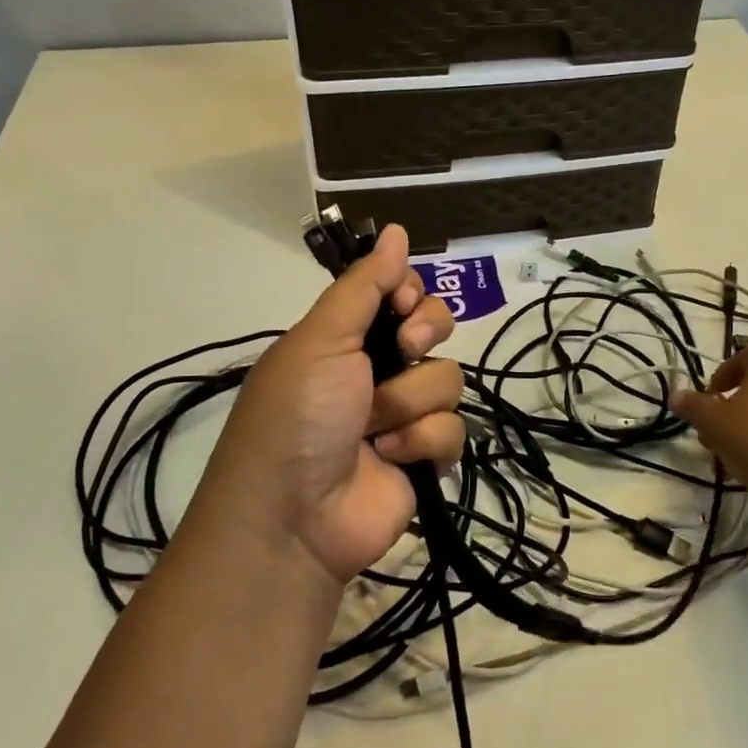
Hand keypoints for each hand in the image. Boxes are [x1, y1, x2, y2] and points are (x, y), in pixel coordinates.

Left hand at [195, 225, 463, 584]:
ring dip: (408, 405)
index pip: (401, 294)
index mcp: (347, 338)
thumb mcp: (321, 340)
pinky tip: (391, 460)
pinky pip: (454, 430)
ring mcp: (403, 416)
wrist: (293, 518)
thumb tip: (397, 229)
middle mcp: (377, 371)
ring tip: (373, 432)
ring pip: (447, 381)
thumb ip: (363, 285)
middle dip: (423, 338)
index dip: (410, 294)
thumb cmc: (297, 416)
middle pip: (435, 330)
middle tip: (402, 353)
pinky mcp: (425, 458)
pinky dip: (422, 444)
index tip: (402, 304)